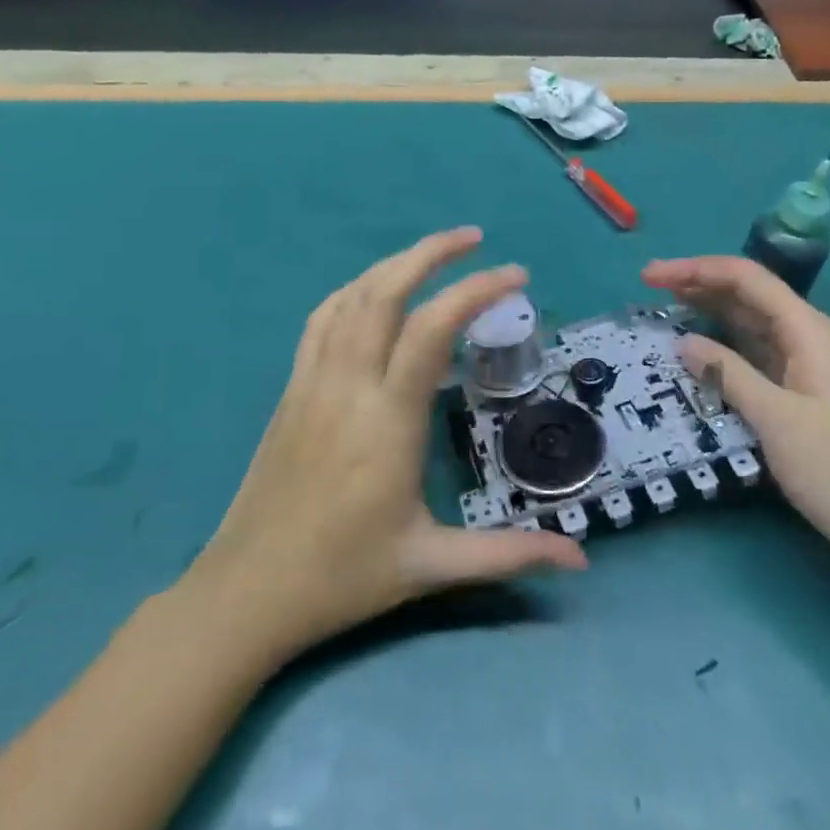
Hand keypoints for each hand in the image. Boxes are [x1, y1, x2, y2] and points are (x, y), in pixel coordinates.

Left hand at [194, 228, 586, 663]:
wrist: (247, 591)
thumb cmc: (343, 577)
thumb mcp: (431, 565)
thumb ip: (509, 554)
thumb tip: (582, 560)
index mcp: (388, 419)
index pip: (432, 328)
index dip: (476, 291)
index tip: (517, 276)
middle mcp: (349, 384)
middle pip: (385, 291)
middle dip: (432, 252)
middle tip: (475, 239)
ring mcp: (313, 380)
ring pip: (351, 297)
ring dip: (394, 264)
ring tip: (433, 254)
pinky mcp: (292, 388)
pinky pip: (321, 319)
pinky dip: (354, 290)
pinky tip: (373, 291)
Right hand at [641, 255, 829, 591]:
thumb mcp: (775, 419)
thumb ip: (727, 373)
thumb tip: (683, 341)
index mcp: (809, 330)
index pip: (747, 278)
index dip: (696, 269)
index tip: (650, 275)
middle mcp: (811, 336)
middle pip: (749, 294)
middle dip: (699, 285)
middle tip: (649, 289)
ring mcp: (810, 364)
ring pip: (752, 323)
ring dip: (711, 313)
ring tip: (666, 311)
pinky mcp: (805, 391)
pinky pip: (759, 353)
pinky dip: (726, 346)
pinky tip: (701, 351)